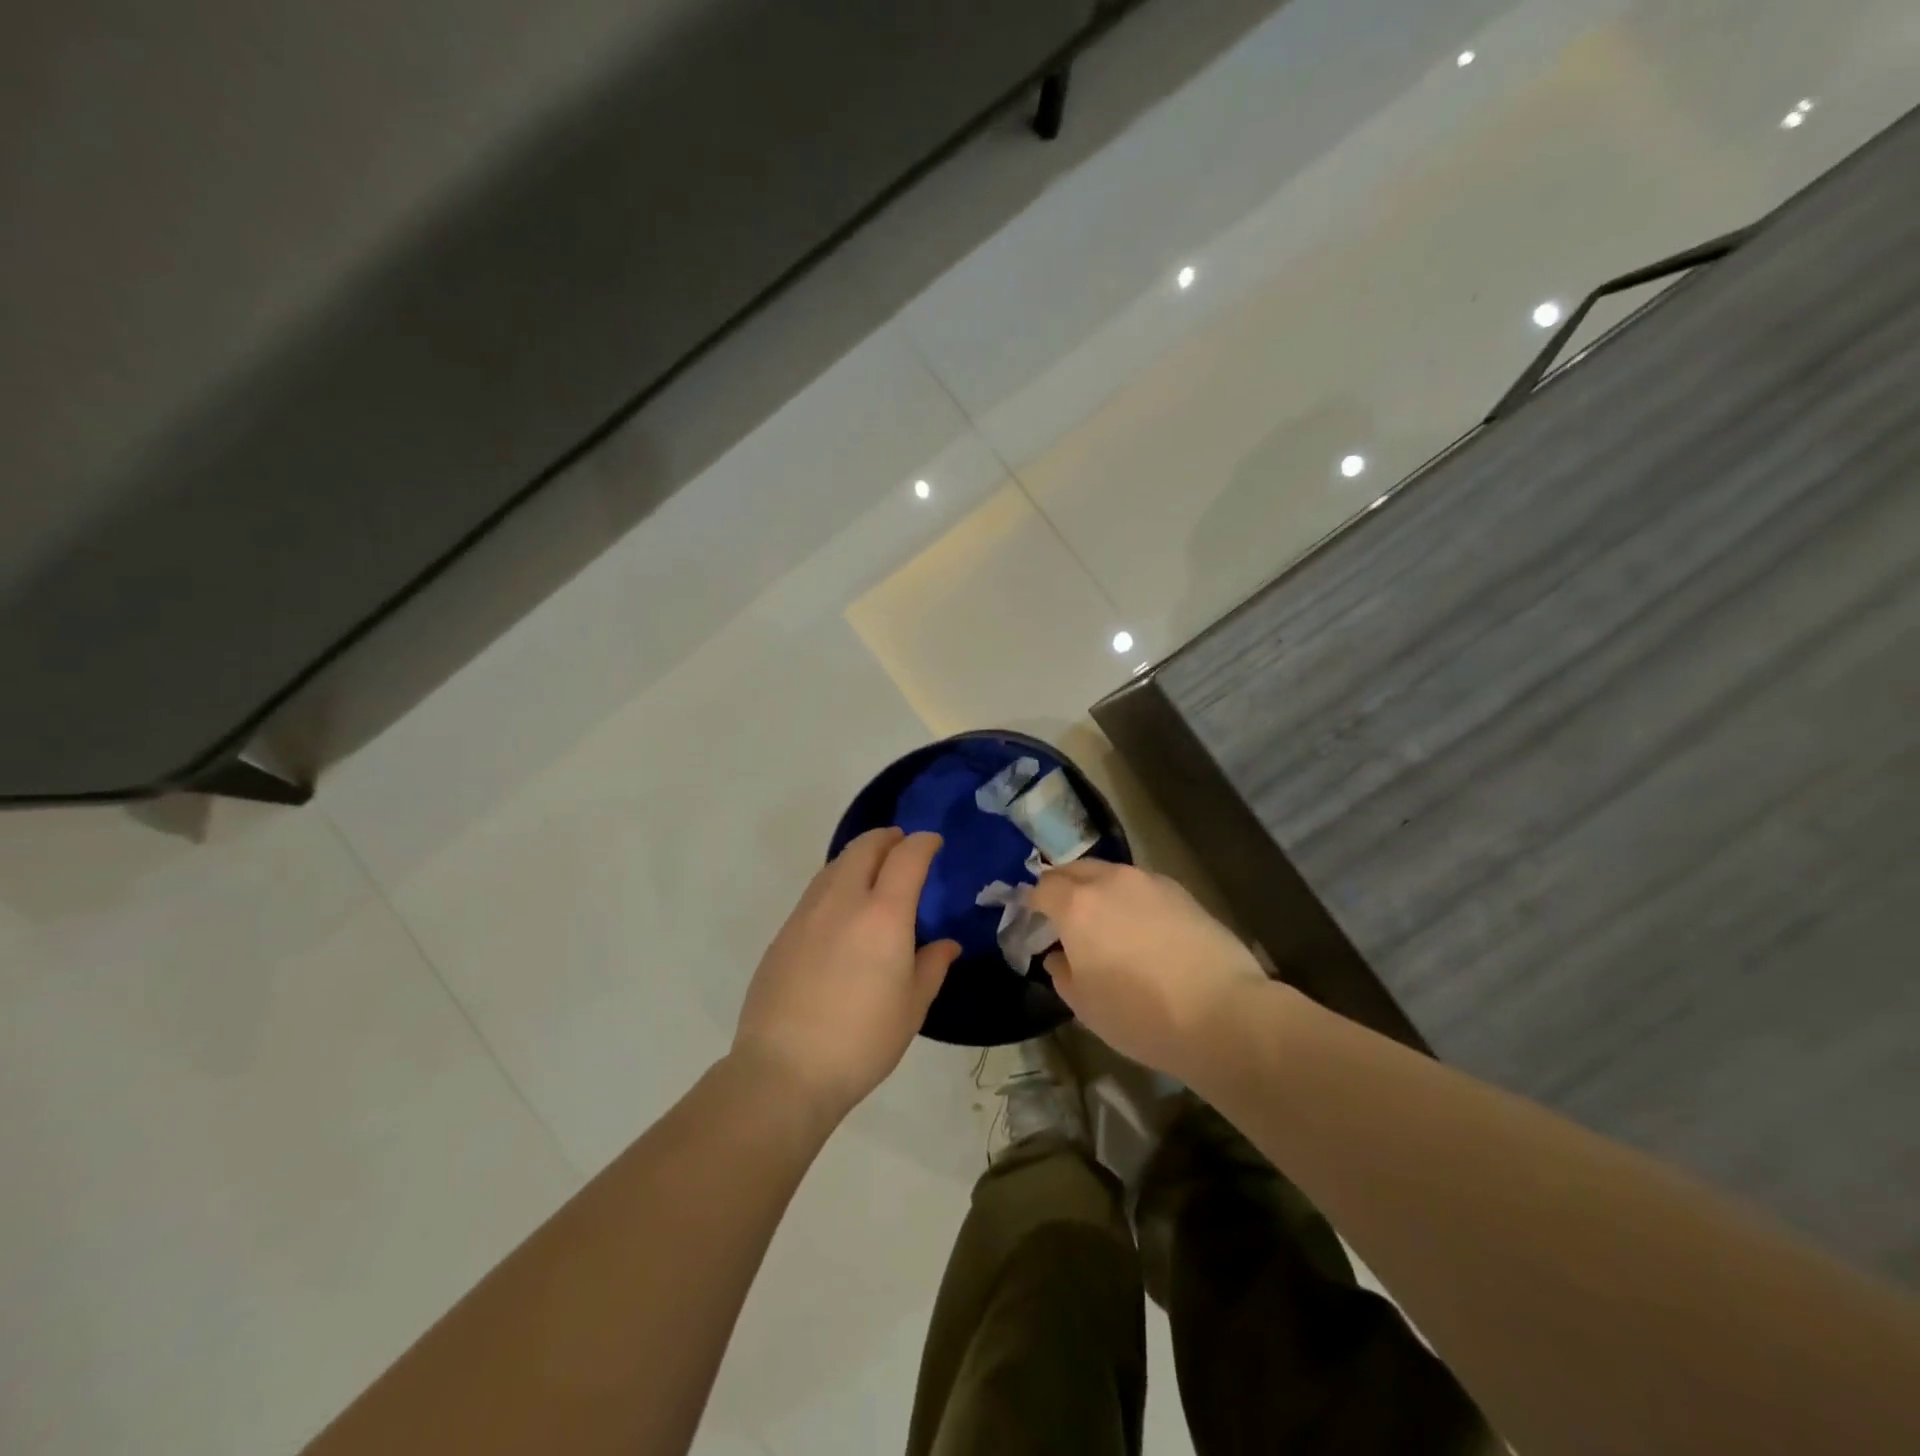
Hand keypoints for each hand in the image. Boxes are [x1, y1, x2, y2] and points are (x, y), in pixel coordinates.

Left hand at [733, 829, 959, 1125]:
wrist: (785, 1069)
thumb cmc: (862, 1040)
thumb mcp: (912, 1007)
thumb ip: (931, 966)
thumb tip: (946, 944)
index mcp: (884, 915)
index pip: (907, 857)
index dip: (923, 843)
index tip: (933, 842)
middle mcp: (843, 901)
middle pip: (864, 848)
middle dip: (887, 838)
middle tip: (901, 844)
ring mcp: (807, 914)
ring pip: (835, 865)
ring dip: (858, 857)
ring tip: (873, 871)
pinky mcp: (783, 933)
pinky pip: (816, 891)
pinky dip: (836, 882)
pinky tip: (841, 909)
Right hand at [1030, 860, 1266, 1081]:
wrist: (1223, 1013)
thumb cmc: (1141, 1015)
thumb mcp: (1085, 1005)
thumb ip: (1061, 972)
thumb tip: (1059, 955)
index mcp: (1077, 905)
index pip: (1042, 888)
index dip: (1031, 902)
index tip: (1031, 919)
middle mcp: (1110, 881)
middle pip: (1074, 869)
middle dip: (1062, 887)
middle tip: (1061, 916)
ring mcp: (1149, 882)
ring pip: (1110, 874)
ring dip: (1097, 890)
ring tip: (1103, 922)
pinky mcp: (1181, 891)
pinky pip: (1141, 886)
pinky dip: (1129, 898)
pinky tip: (1140, 928)